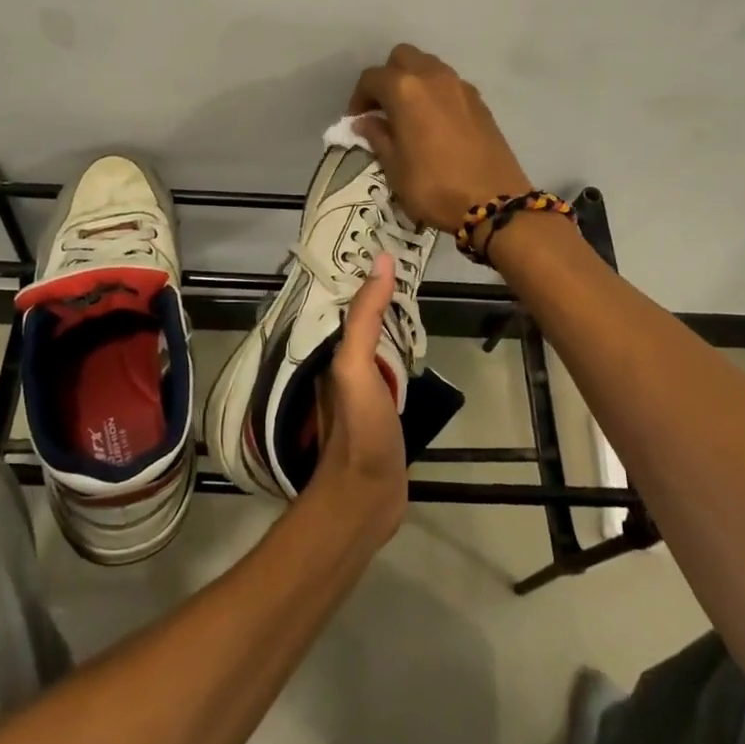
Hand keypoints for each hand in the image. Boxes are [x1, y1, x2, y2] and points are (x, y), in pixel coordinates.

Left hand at [311, 253, 407, 542]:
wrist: (367, 498)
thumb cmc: (359, 428)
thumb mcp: (356, 365)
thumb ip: (365, 317)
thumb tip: (381, 261)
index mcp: (330, 354)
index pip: (345, 303)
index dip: (360, 275)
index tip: (383, 245)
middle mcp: (341, 367)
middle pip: (360, 321)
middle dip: (377, 295)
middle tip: (406, 265)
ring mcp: (361, 391)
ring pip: (375, 344)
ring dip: (389, 323)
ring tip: (414, 296)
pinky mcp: (379, 411)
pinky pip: (389, 369)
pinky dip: (399, 352)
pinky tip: (413, 347)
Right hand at [347, 44, 531, 233]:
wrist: (493, 202)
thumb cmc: (434, 186)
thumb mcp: (395, 167)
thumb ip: (378, 137)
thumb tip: (365, 122)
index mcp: (405, 90)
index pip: (372, 78)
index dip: (359, 97)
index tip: (356, 121)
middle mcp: (433, 77)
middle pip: (402, 57)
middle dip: (387, 77)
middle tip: (382, 109)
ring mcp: (460, 86)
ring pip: (429, 66)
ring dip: (413, 81)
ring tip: (407, 114)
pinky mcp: (480, 101)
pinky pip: (449, 84)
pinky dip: (436, 93)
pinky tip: (434, 122)